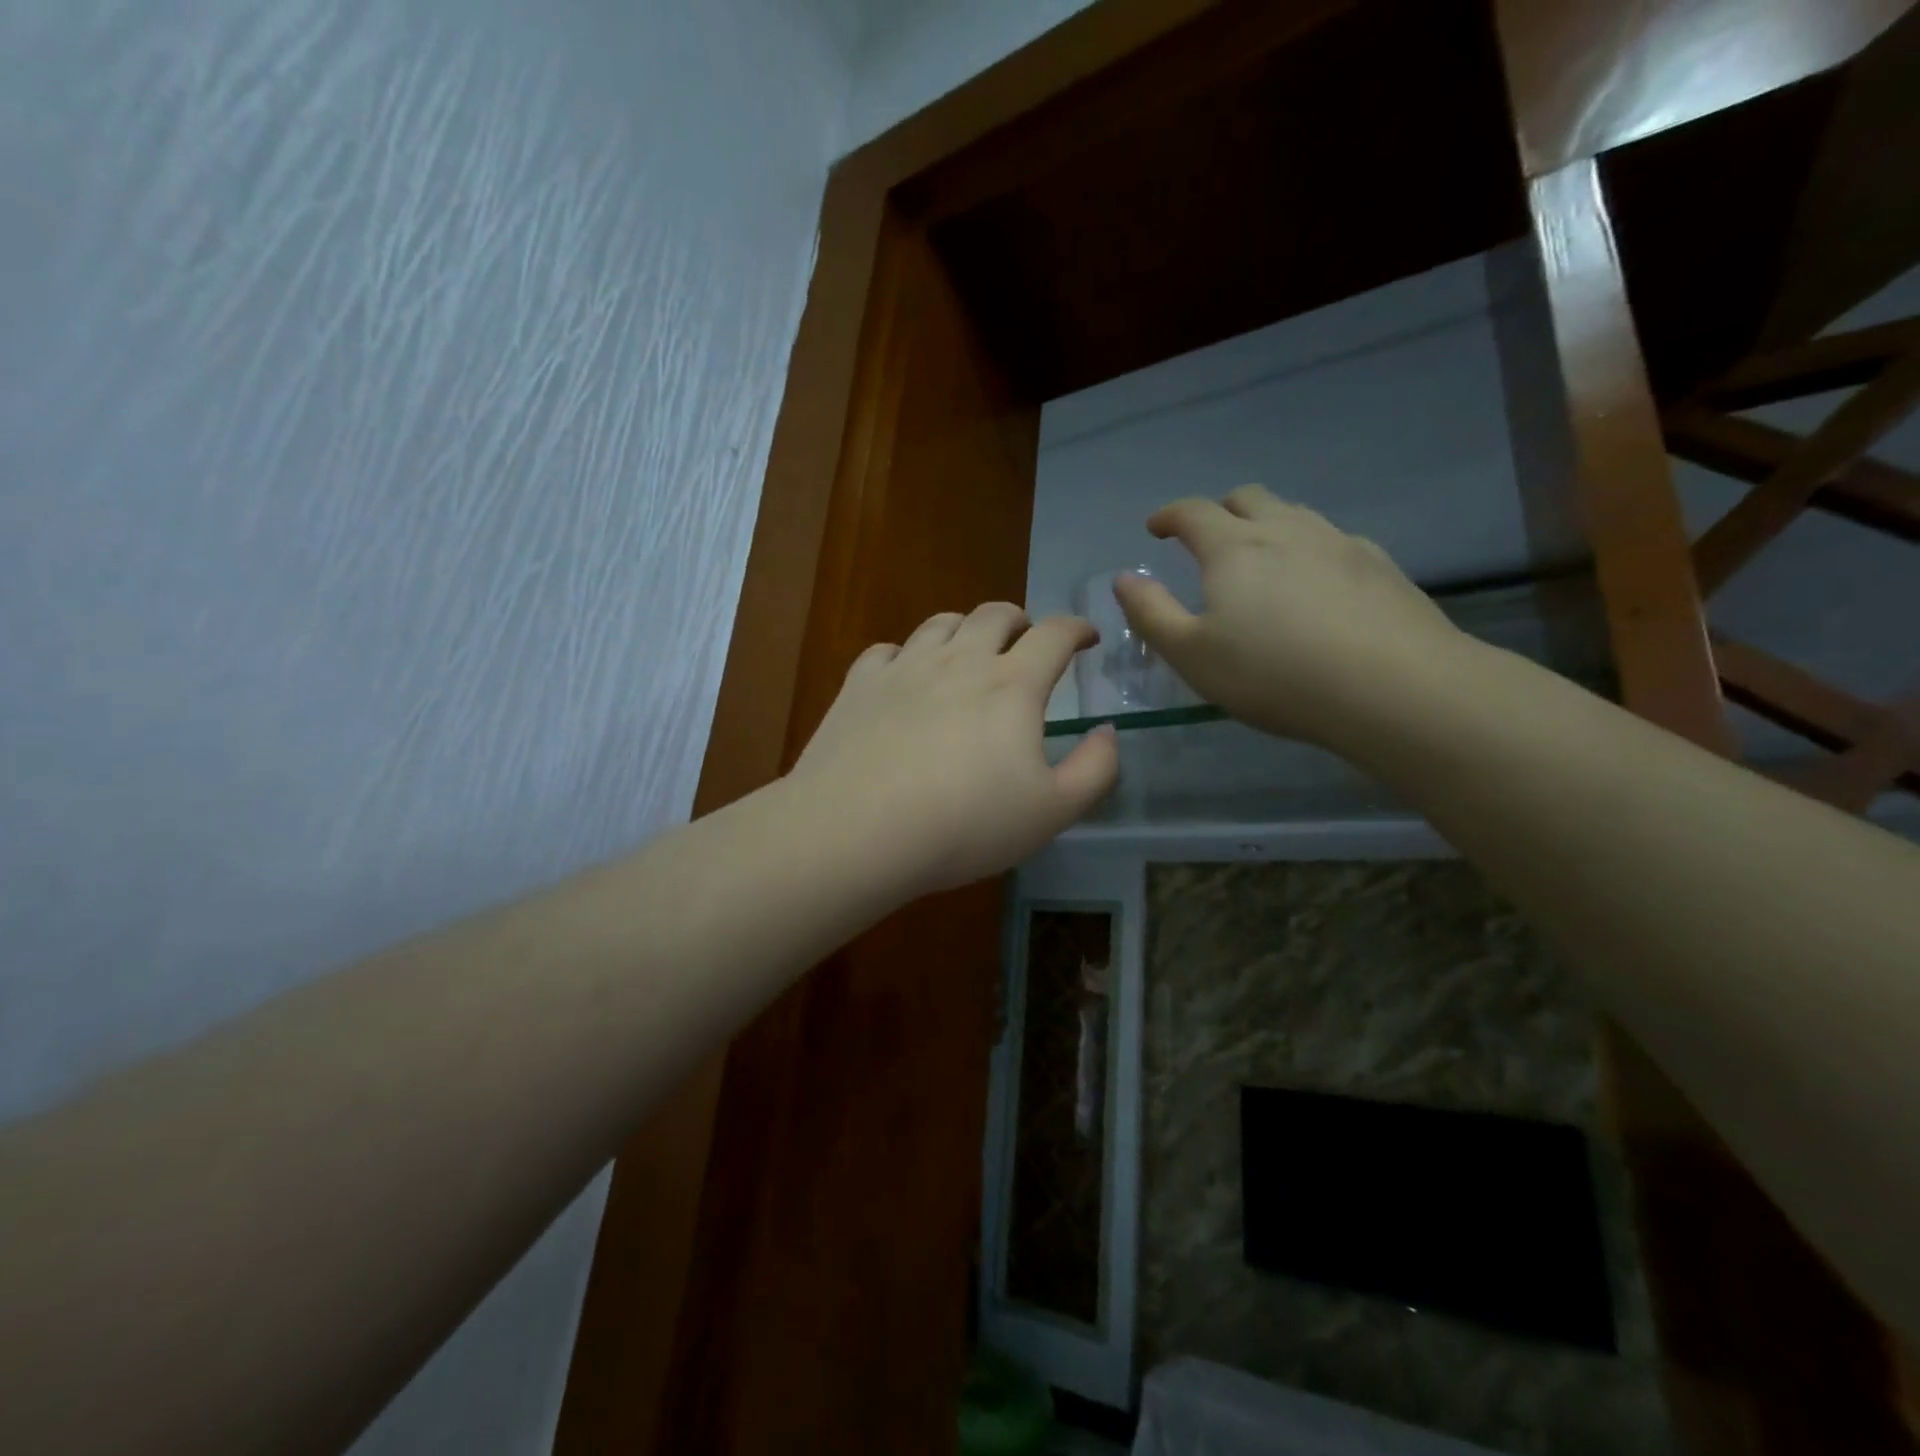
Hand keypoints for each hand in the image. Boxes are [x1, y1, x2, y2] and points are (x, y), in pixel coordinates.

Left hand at [789, 603, 1119, 894]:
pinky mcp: (860, 684)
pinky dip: (906, 654)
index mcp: (1012, 685)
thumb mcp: (1052, 811)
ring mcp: (904, 667)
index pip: (1054, 634)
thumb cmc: (965, 825)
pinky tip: (905, 675)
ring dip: (965, 629)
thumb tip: (1107, 732)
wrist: (858, 831)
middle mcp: (959, 660)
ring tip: (969, 651)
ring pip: (941, 623)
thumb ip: (1094, 769)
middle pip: (995, 614)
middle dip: (1020, 621)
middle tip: (1026, 642)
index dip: (1077, 628)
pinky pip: (887, 650)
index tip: (1086, 637)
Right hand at [1113, 485, 1470, 745]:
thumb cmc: (1274, 675)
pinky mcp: (1378, 565)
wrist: (1393, 687)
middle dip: (1219, 511)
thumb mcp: (1192, 655)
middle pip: (1247, 498)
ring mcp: (1338, 542)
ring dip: (1266, 524)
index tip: (1155, 528)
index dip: (1169, 515)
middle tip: (1206, 538)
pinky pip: (1331, 540)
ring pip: (1293, 514)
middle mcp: (1285, 530)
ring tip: (1259, 558)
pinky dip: (1307, 548)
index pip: (1192, 512)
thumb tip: (1124, 578)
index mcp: (1233, 548)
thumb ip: (1151, 613)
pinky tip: (1314, 584)